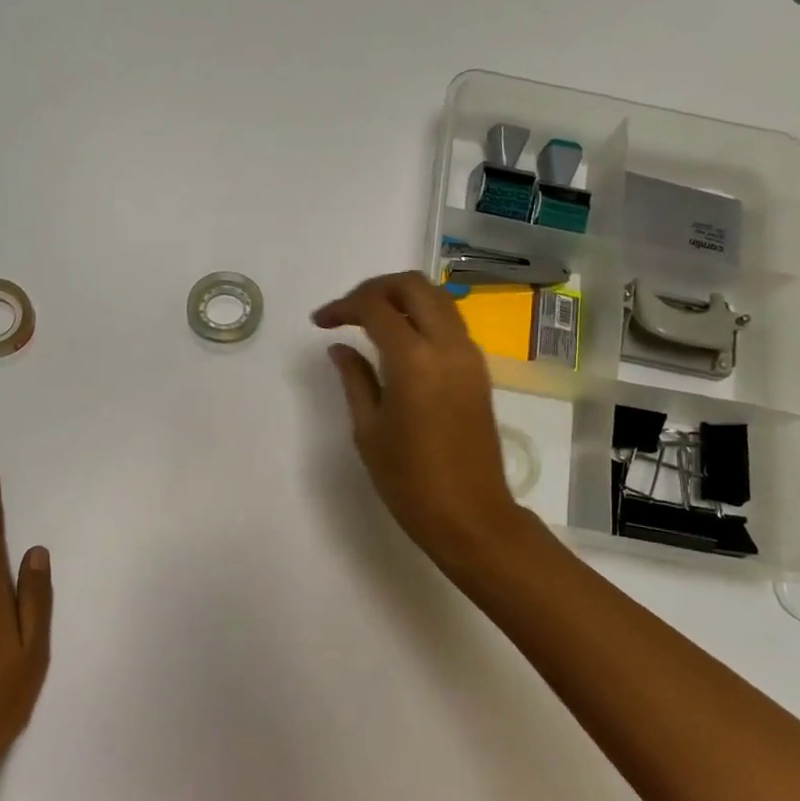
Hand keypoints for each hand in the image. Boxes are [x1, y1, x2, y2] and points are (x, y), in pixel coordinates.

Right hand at [313, 272, 540, 580]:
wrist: (470, 515)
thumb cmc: (409, 480)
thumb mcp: (368, 429)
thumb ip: (354, 378)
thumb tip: (340, 347)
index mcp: (414, 360)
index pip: (375, 307)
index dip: (343, 306)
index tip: (320, 322)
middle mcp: (447, 345)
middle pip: (413, 285)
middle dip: (375, 288)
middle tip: (347, 310)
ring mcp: (469, 355)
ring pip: (437, 299)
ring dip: (401, 298)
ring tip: (370, 321)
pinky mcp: (478, 370)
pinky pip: (450, 323)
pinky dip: (422, 317)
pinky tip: (399, 342)